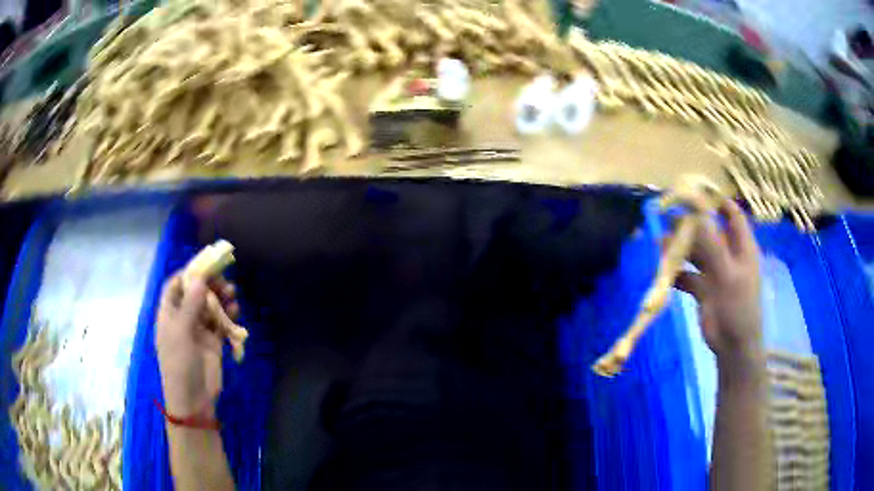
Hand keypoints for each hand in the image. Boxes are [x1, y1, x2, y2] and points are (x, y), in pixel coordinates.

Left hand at [156, 272, 239, 417]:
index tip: (204, 265)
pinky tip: (236, 310)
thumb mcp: (181, 332)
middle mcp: (182, 319)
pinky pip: (220, 323)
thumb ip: (190, 305)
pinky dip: (228, 316)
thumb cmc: (179, 363)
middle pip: (194, 294)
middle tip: (223, 279)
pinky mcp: (213, 342)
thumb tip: (199, 278)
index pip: (175, 286)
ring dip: (220, 298)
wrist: (193, 399)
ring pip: (209, 307)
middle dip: (208, 284)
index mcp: (168, 314)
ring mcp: (198, 331)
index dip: (187, 273)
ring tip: (232, 292)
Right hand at [672, 200, 763, 370]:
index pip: (731, 214)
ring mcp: (716, 273)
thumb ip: (712, 245)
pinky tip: (662, 274)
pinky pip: (688, 276)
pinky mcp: (704, 289)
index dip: (716, 201)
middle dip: (690, 225)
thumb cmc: (738, 307)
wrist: (733, 346)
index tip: (695, 193)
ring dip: (680, 249)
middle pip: (709, 232)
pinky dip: (676, 274)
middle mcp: (729, 255)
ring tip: (660, 245)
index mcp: (741, 247)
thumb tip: (694, 215)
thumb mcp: (727, 274)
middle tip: (668, 217)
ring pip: (696, 253)